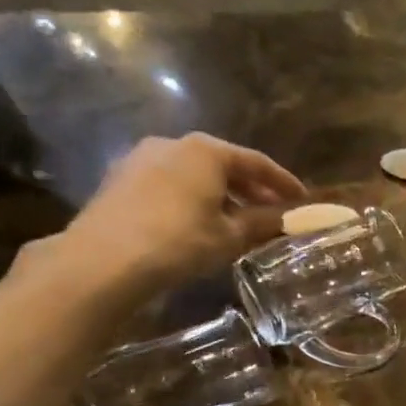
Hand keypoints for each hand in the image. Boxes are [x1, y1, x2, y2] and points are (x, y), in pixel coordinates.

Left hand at [31, 133, 304, 300]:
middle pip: (223, 164)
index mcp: (206, 151)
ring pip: (194, 174)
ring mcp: (140, 159)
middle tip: (273, 211)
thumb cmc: (180, 241)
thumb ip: (263, 223)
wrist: (103, 261)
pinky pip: (169, 185)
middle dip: (251, 189)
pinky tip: (200, 224)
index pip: (256, 162)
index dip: (283, 182)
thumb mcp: (230, 236)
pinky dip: (192, 200)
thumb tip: (291, 219)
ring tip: (238, 222)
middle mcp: (173, 144)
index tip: (302, 198)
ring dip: (221, 195)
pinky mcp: (120, 181)